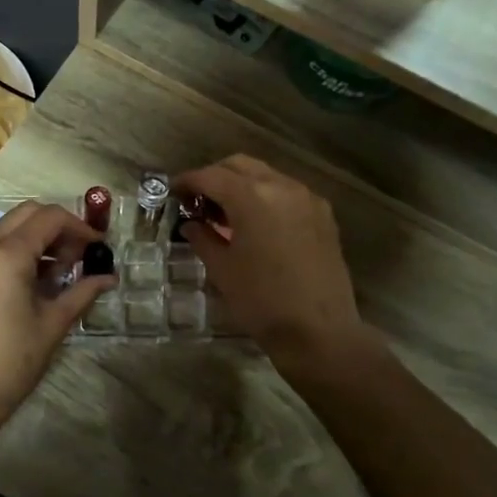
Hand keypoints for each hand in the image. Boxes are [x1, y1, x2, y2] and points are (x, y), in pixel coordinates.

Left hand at [0, 201, 113, 424]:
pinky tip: (32, 281)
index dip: (79, 227)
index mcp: (6, 254)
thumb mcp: (54, 323)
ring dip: (36, 238)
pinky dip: (15, 250)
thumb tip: (109, 278)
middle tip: (78, 256)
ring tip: (58, 272)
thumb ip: (82, 292)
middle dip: (57, 227)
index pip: (49, 218)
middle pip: (27, 213)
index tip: (97, 247)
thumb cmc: (12, 361)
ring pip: (7, 228)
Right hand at [172, 156, 364, 369]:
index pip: (211, 176)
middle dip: (215, 176)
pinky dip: (267, 197)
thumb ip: (203, 238)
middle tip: (198, 200)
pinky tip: (257, 223)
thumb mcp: (222, 269)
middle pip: (240, 166)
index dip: (187, 181)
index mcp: (251, 197)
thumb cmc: (261, 301)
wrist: (319, 331)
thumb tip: (191, 224)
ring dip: (242, 185)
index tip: (172, 192)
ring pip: (266, 175)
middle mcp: (281, 186)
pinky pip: (288, 192)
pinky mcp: (323, 215)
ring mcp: (307, 198)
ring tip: (226, 213)